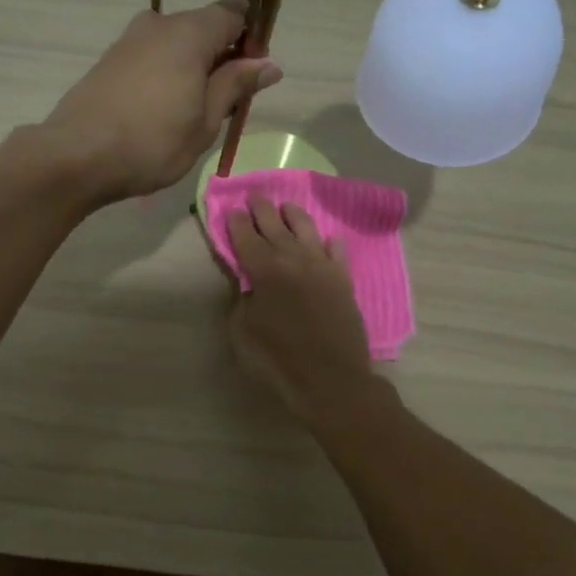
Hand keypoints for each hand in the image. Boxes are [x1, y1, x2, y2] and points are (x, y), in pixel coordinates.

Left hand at [40, 0, 280, 201]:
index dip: (252, 40)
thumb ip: (236, 85)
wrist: (76, 156)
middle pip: (203, 27)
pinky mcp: (109, 61)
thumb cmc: (151, 142)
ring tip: (190, 116)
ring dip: (192, 70)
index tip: (252, 78)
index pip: (234, 12)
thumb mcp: (205, 121)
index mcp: (189, 32)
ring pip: (175, 44)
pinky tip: (160, 113)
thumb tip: (269, 63)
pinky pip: (151, 58)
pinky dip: (166, 76)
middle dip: (222, 58)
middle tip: (224, 106)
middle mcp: (158, 25)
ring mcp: (128, 41)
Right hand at [225, 198, 378, 419]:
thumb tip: (246, 283)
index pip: (246, 236)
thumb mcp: (242, 331)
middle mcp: (294, 259)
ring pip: (307, 230)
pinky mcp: (343, 281)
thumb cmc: (277, 359)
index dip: (237, 222)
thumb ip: (241, 299)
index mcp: (264, 269)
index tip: (232, 210)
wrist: (330, 380)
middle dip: (262, 209)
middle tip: (255, 196)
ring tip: (287, 206)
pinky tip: (327, 240)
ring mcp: (322, 267)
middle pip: (275, 225)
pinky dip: (329, 243)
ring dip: (294, 215)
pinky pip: (336, 253)